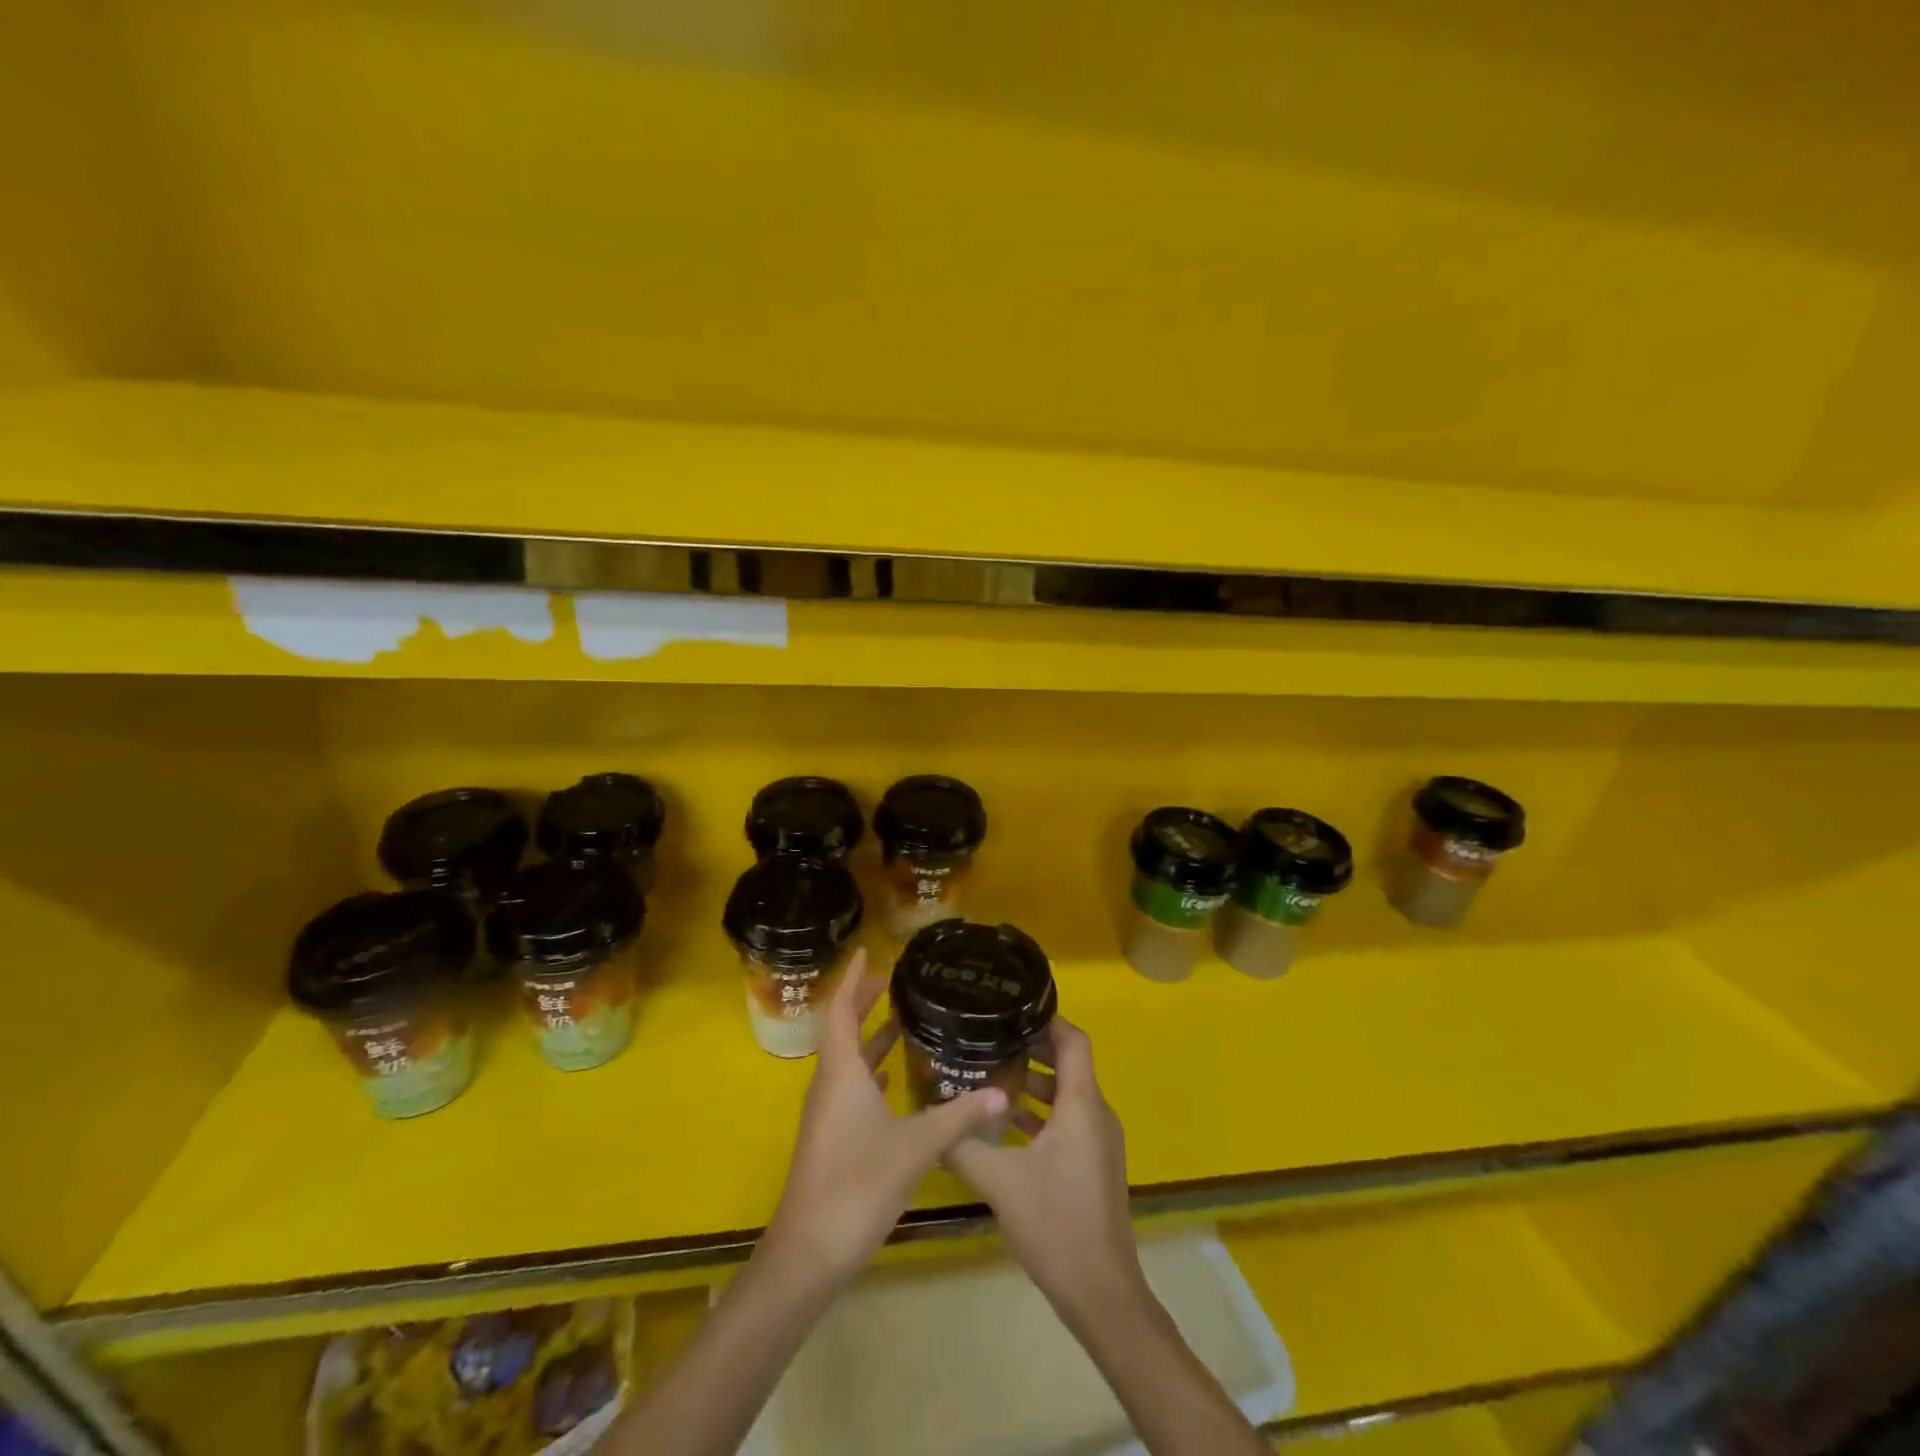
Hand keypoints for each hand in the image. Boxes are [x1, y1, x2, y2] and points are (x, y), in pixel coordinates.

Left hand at [763, 949, 1009, 1288]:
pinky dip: (871, 1068)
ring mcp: (827, 1112)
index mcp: (841, 1072)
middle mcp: (829, 1083)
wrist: (809, 1252)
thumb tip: (1001, 1092)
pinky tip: (894, 1076)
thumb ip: (958, 1116)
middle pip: (842, 1029)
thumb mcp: (915, 1146)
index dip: (852, 979)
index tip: (866, 952)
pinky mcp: (831, 1135)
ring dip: (869, 1035)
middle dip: (864, 1002)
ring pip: (848, 1059)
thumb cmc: (857, 1185)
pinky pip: (851, 1085)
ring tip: (901, 1017)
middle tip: (894, 980)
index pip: (840, 1010)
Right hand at [945, 1017, 1144, 1327]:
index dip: (1047, 1020)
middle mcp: (1096, 1114)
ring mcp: (1099, 1141)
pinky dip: (1042, 1113)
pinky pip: (1069, 1120)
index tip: (1011, 1010)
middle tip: (990, 1040)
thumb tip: (932, 1114)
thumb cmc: (1055, 1223)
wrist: (1101, 1292)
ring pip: (1067, 1094)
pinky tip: (1005, 1125)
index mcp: (1081, 1105)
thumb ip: (963, 1144)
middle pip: (1068, 1063)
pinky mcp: (1095, 1164)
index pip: (1073, 1040)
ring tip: (990, 1077)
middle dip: (1031, 1049)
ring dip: (1034, 1083)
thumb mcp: (999, 1181)